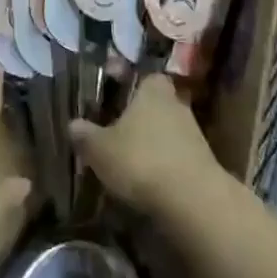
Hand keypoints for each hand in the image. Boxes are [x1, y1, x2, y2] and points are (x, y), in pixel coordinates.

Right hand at [70, 72, 225, 218]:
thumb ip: (85, 135)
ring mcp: (193, 134)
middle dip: (137, 117)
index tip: (111, 97)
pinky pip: (175, 157)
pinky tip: (147, 182)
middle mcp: (176, 104)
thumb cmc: (141, 160)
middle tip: (115, 131)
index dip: (128, 85)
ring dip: (150, 143)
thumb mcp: (100, 149)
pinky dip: (162, 166)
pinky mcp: (202, 163)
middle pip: (154, 105)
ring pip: (165, 131)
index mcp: (153, 90)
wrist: (193, 201)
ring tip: (127, 162)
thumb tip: (73, 124)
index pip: (143, 76)